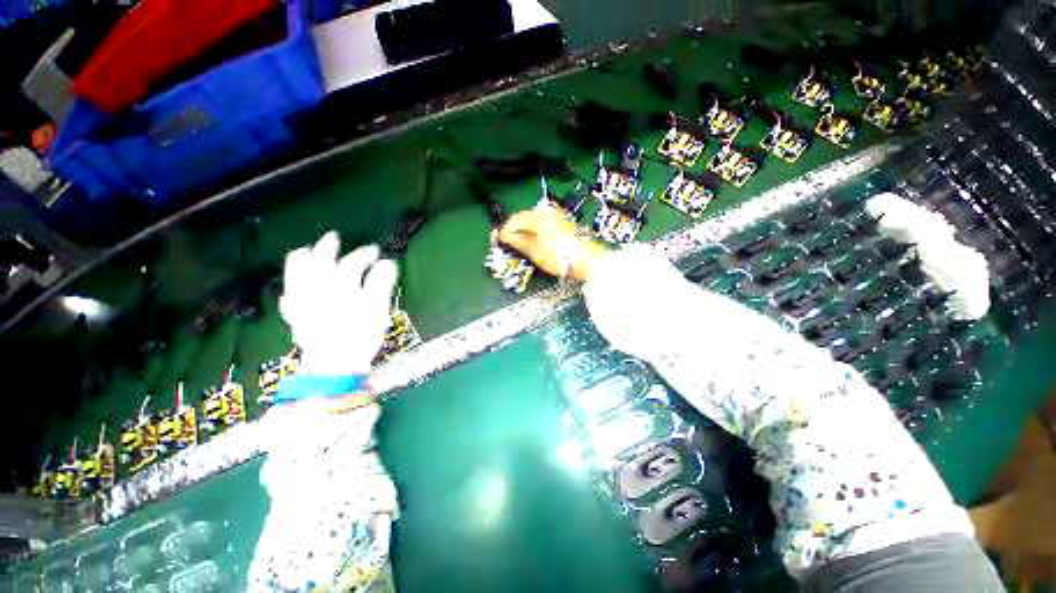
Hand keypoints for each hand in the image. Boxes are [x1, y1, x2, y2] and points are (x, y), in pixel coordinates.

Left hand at [279, 232, 397, 375]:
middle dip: (328, 247)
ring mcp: (302, 301)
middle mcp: (318, 288)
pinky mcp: (295, 316)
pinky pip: (288, 295)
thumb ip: (381, 284)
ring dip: (301, 259)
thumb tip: (388, 263)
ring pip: (295, 274)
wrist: (335, 365)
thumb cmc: (361, 336)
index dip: (366, 254)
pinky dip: (290, 286)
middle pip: (320, 261)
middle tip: (334, 238)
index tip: (376, 251)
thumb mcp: (378, 309)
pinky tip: (292, 286)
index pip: (353, 262)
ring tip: (306, 251)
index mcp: (341, 285)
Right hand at [498, 206, 607, 281]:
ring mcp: (557, 215)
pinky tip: (535, 241)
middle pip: (523, 217)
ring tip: (522, 244)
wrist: (587, 260)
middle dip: (515, 229)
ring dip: (525, 230)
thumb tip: (504, 236)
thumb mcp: (536, 252)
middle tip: (509, 243)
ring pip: (533, 219)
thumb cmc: (560, 257)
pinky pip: (543, 222)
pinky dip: (536, 230)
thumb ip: (518, 241)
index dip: (505, 231)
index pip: (515, 220)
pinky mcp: (563, 221)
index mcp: (538, 217)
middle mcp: (547, 212)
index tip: (500, 240)